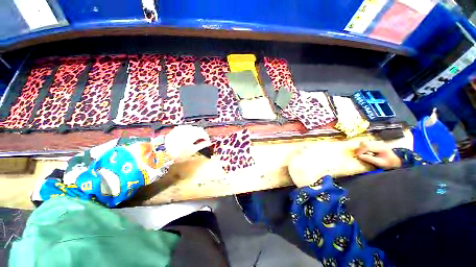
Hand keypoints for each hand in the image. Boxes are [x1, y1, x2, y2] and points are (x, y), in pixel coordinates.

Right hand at [355, 142, 401, 169]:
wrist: (396, 160)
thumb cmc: (388, 162)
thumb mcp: (379, 163)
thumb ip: (369, 159)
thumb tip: (359, 156)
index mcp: (380, 148)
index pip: (367, 146)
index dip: (360, 150)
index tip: (357, 155)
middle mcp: (379, 143)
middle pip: (365, 143)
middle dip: (360, 149)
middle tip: (357, 154)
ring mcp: (378, 143)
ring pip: (365, 142)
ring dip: (361, 148)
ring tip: (361, 153)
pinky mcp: (376, 143)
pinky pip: (367, 144)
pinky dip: (364, 147)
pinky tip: (365, 152)